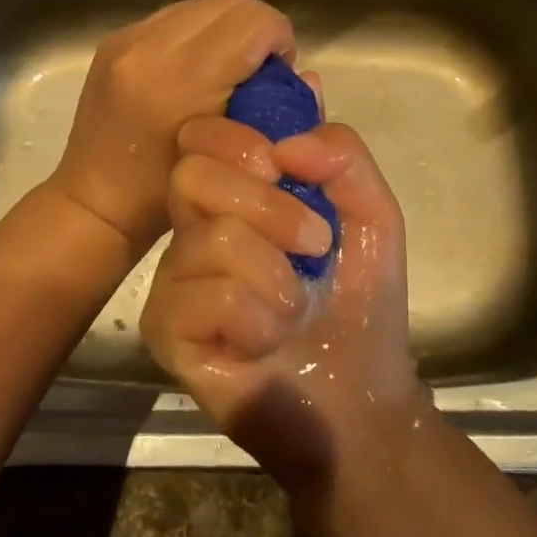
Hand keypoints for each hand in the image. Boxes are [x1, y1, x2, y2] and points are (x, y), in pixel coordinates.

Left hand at [48, 0, 295, 251]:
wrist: (94, 203)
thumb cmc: (166, 199)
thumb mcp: (234, 162)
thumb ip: (276, 112)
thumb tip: (304, 75)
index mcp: (181, 80)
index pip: (254, 22)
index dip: (279, 41)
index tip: (278, 76)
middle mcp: (150, 46)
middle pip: (232, 2)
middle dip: (256, 31)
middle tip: (256, 73)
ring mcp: (127, 38)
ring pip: (204, 4)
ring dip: (227, 30)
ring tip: (225, 71)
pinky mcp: (115, 39)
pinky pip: (175, 16)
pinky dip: (198, 35)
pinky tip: (194, 72)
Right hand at [140, 114, 425, 486]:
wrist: (358, 400)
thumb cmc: (358, 304)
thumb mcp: (371, 216)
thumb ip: (342, 158)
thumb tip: (286, 143)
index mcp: (233, 195)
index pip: (201, 136)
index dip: (238, 139)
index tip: (282, 169)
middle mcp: (192, 229)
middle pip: (193, 174)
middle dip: (270, 208)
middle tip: (314, 245)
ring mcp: (172, 279)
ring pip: (212, 238)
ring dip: (278, 276)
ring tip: (296, 307)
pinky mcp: (164, 329)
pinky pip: (210, 297)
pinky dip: (259, 319)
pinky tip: (265, 343)